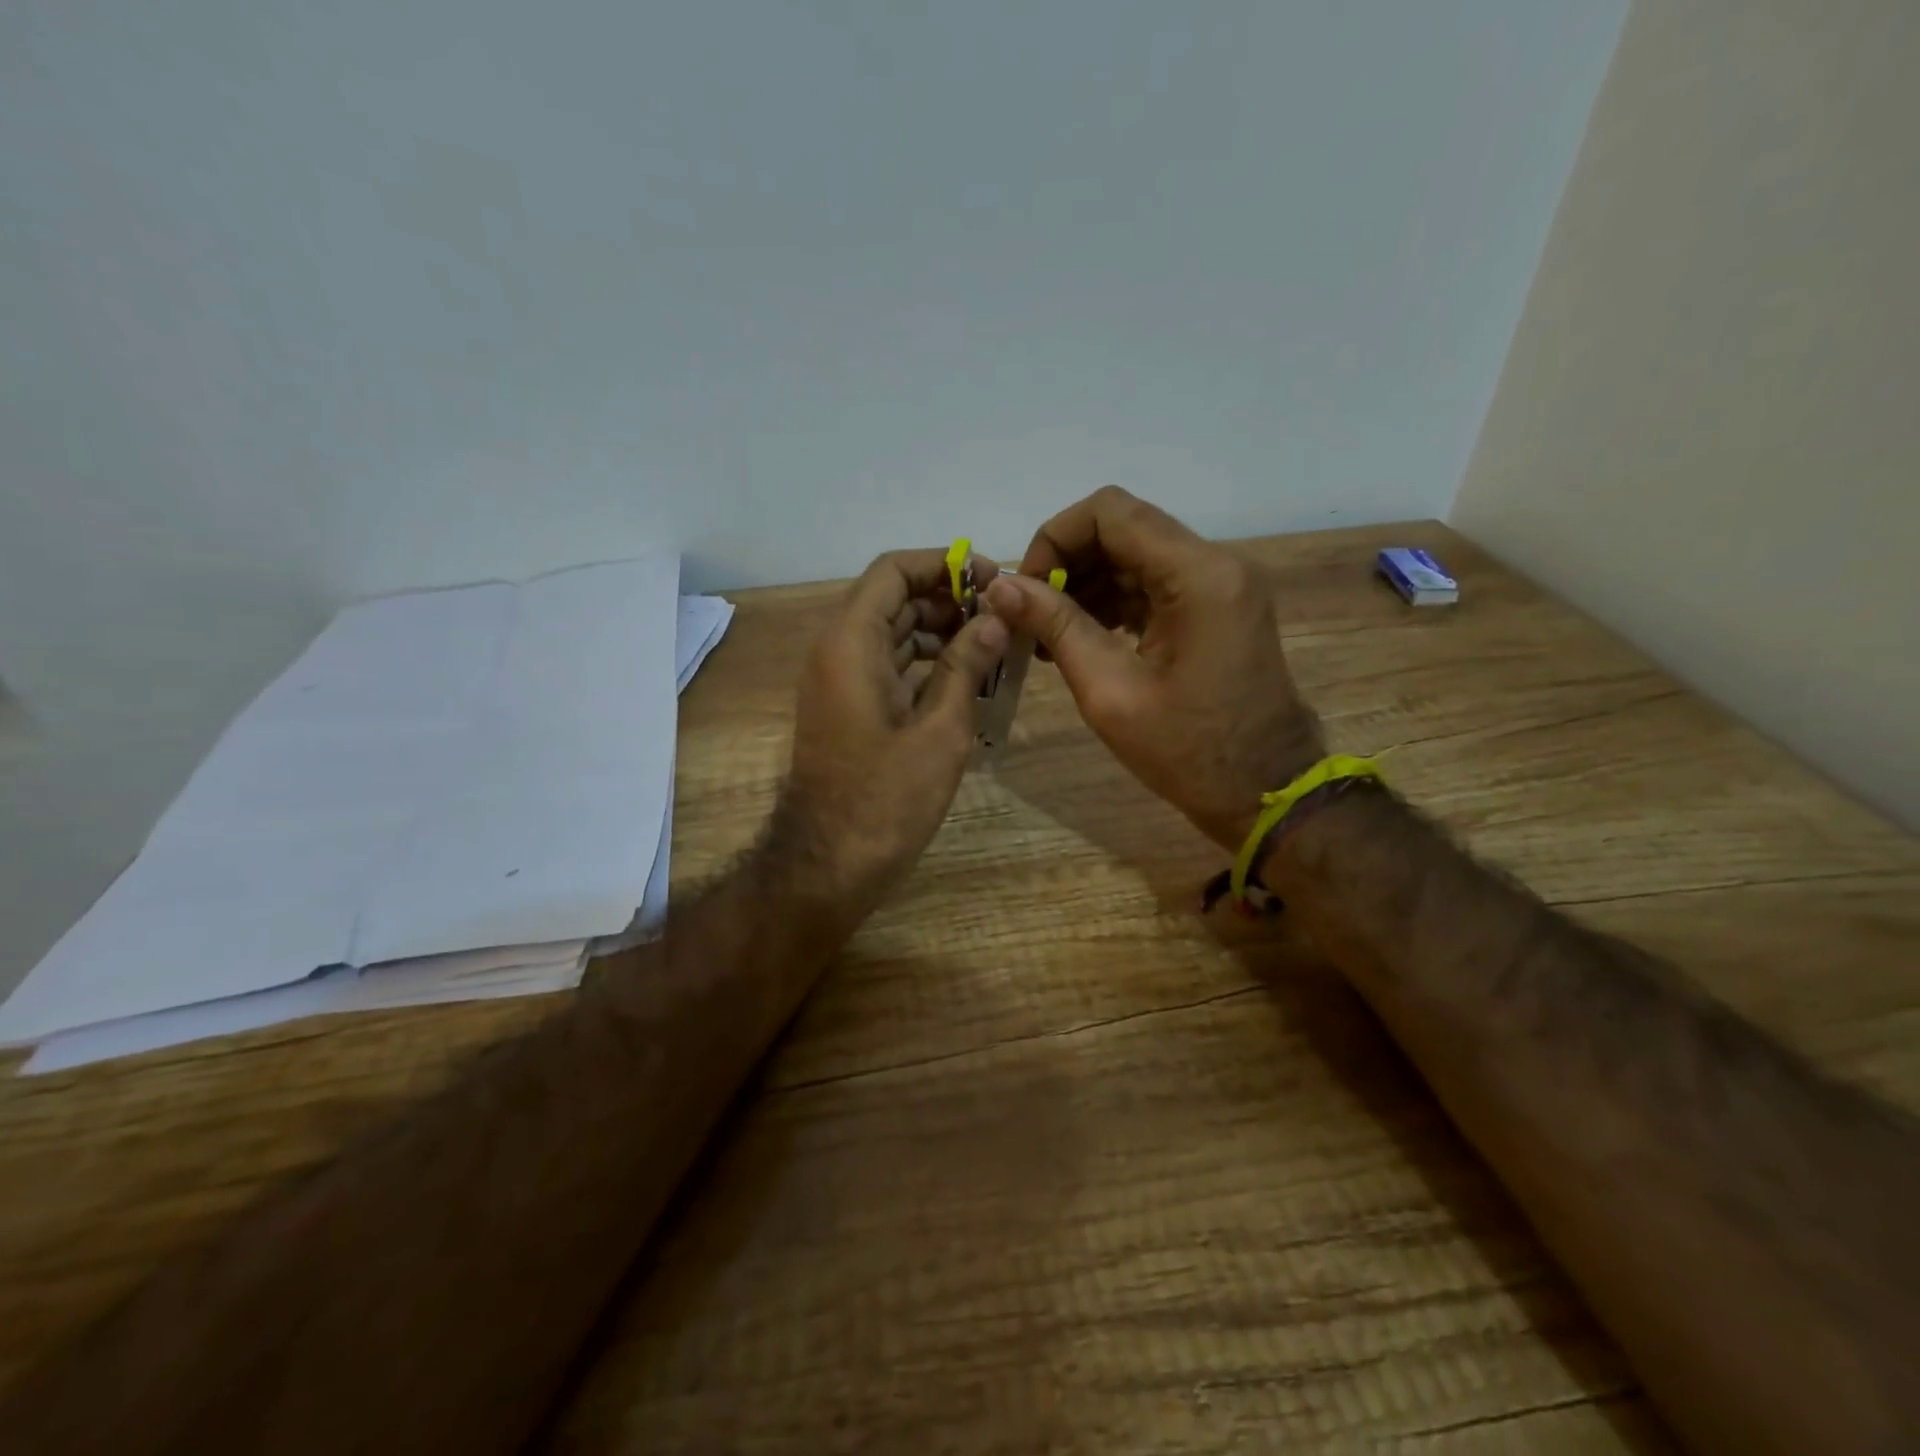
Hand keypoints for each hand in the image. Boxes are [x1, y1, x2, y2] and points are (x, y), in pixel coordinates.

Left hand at [776, 548, 1007, 929]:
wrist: (829, 864)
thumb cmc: (886, 798)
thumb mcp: (940, 730)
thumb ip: (966, 666)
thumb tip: (994, 619)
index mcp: (851, 642)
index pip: (894, 571)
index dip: (943, 565)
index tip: (990, 580)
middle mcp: (837, 651)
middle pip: (893, 599)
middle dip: (948, 600)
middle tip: (1002, 616)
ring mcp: (839, 681)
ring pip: (891, 634)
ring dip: (939, 633)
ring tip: (994, 647)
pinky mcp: (847, 709)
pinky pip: (887, 666)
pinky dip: (924, 664)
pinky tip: (967, 680)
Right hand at [983, 486, 1323, 851]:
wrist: (1265, 793)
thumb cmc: (1188, 752)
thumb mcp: (1110, 691)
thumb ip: (1056, 626)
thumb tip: (1000, 585)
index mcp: (1198, 575)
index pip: (1109, 512)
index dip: (1055, 538)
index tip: (1026, 589)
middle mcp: (1216, 563)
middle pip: (1124, 528)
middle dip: (1068, 563)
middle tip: (1033, 616)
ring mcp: (1222, 584)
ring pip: (1137, 554)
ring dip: (1088, 583)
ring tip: (1051, 636)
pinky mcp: (1219, 606)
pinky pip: (1156, 583)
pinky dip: (1115, 601)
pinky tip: (1084, 638)